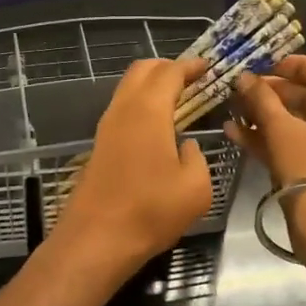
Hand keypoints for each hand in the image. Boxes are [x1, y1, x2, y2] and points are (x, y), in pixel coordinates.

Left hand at [54, 57, 214, 280]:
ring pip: (127, 89)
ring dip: (151, 87)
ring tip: (178, 101)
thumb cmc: (151, 211)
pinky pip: (122, 110)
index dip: (190, 66)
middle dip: (167, 67)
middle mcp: (123, 110)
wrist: (97, 239)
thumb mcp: (196, 187)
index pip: (169, 72)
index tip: (208, 67)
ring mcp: (106, 127)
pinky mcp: (99, 146)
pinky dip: (141, 105)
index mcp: (148, 111)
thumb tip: (185, 146)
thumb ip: (196, 157)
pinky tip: (158, 127)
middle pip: (141, 70)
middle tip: (192, 80)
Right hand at [226, 54, 305, 189]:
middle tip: (242, 89)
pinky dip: (267, 138)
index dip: (299, 64)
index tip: (269, 65)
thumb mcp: (282, 128)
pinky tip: (234, 133)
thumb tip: (245, 78)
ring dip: (264, 115)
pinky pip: (290, 145)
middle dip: (272, 92)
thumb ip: (262, 99)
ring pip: (295, 123)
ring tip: (232, 110)